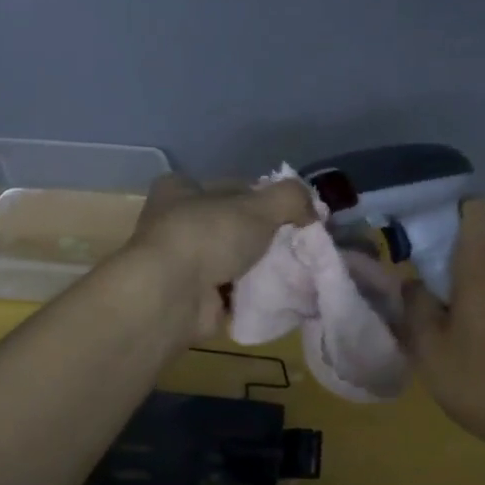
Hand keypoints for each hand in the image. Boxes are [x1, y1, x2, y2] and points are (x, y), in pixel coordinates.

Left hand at [128, 173, 316, 337]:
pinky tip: (281, 294)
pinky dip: (253, 294)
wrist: (171, 297)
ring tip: (297, 270)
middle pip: (232, 225)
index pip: (230, 187)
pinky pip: (232, 292)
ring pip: (233, 259)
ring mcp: (181, 263)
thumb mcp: (258, 205)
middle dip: (263, 235)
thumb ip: (290, 198)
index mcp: (180, 190)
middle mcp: (175, 223)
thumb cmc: (208, 236)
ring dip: (260, 267)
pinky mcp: (190, 298)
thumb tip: (312, 209)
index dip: (261, 196)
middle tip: (300, 243)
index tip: (291, 212)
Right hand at [397, 199, 484, 452]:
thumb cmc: (480, 380)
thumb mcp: (429, 346)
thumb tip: (411, 283)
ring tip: (432, 301)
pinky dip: (480, 292)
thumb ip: (414, 304)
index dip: (450, 205)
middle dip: (447, 243)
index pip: (478, 206)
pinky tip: (462, 328)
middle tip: (414, 267)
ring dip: (463, 271)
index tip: (421, 225)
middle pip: (481, 233)